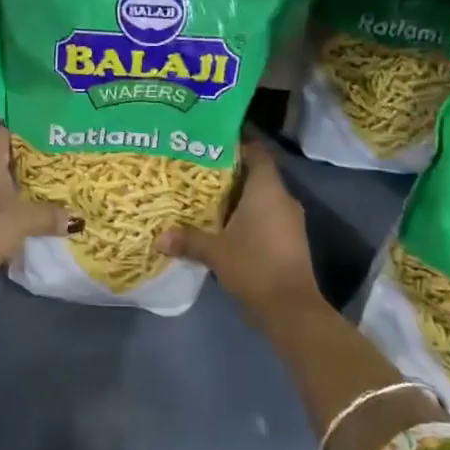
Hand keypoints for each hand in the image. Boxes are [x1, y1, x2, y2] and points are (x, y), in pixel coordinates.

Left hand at [0, 126, 74, 273]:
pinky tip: (6, 207)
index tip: (48, 145)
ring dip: (2, 179)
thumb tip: (75, 220)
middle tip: (45, 168)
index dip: (28, 136)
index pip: (7, 130)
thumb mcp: (27, 220)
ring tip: (28, 188)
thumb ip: (51, 215)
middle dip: (18, 160)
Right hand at [156, 139, 324, 323]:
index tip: (214, 141)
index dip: (239, 143)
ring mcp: (290, 221)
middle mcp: (282, 198)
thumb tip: (158, 238)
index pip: (257, 153)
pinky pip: (267, 216)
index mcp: (267, 190)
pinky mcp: (290, 240)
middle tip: (200, 170)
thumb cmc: (254, 266)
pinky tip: (225, 225)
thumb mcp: (215, 252)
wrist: (291, 308)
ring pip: (262, 198)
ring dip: (239, 197)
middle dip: (231, 172)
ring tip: (207, 197)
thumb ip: (187, 240)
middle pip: (257, 175)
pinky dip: (248, 216)